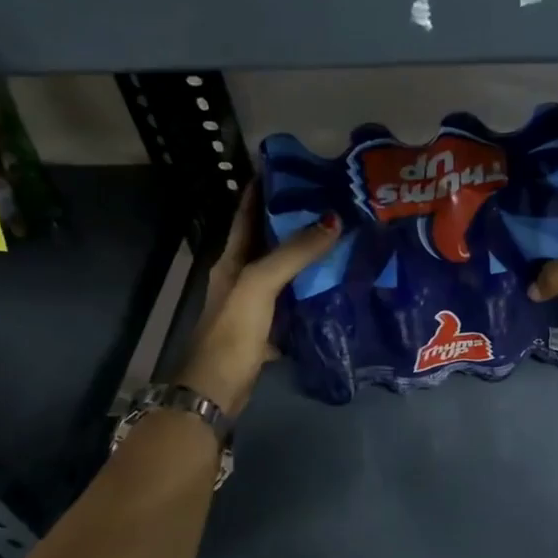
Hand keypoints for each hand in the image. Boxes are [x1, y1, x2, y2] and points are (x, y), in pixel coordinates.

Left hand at [174, 186, 341, 414]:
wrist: (218, 388)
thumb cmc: (233, 330)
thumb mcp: (260, 284)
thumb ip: (293, 253)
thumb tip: (332, 220)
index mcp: (231, 261)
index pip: (246, 216)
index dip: (260, 191)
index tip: (287, 169)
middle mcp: (241, 278)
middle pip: (268, 242)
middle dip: (293, 221)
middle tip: (329, 202)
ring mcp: (254, 306)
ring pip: (283, 273)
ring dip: (305, 257)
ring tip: (339, 239)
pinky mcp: (267, 330)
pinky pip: (293, 303)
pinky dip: (310, 294)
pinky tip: (334, 288)